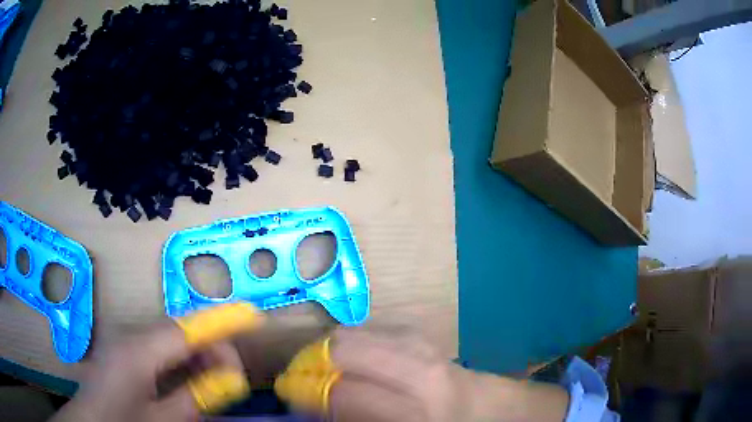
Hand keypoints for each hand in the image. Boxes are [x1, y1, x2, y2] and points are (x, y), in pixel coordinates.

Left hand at [51, 321, 245, 421]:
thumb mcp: (164, 418)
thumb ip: (195, 396)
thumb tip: (228, 379)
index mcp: (139, 350)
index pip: (186, 327)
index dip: (219, 319)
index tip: (251, 316)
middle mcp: (131, 336)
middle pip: (179, 328)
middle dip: (210, 346)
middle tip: (231, 377)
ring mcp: (125, 341)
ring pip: (169, 337)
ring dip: (195, 354)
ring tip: (214, 381)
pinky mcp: (123, 351)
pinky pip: (158, 347)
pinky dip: (179, 359)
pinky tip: (187, 380)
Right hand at [278, 328, 570, 421]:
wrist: (494, 414)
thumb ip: (354, 419)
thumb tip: (312, 407)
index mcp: (416, 411)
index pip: (345, 392)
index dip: (307, 392)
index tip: (288, 393)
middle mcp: (423, 373)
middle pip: (349, 347)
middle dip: (313, 360)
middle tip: (300, 376)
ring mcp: (428, 348)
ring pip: (363, 332)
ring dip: (332, 348)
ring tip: (319, 366)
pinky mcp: (429, 338)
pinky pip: (380, 330)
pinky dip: (356, 341)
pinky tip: (352, 357)